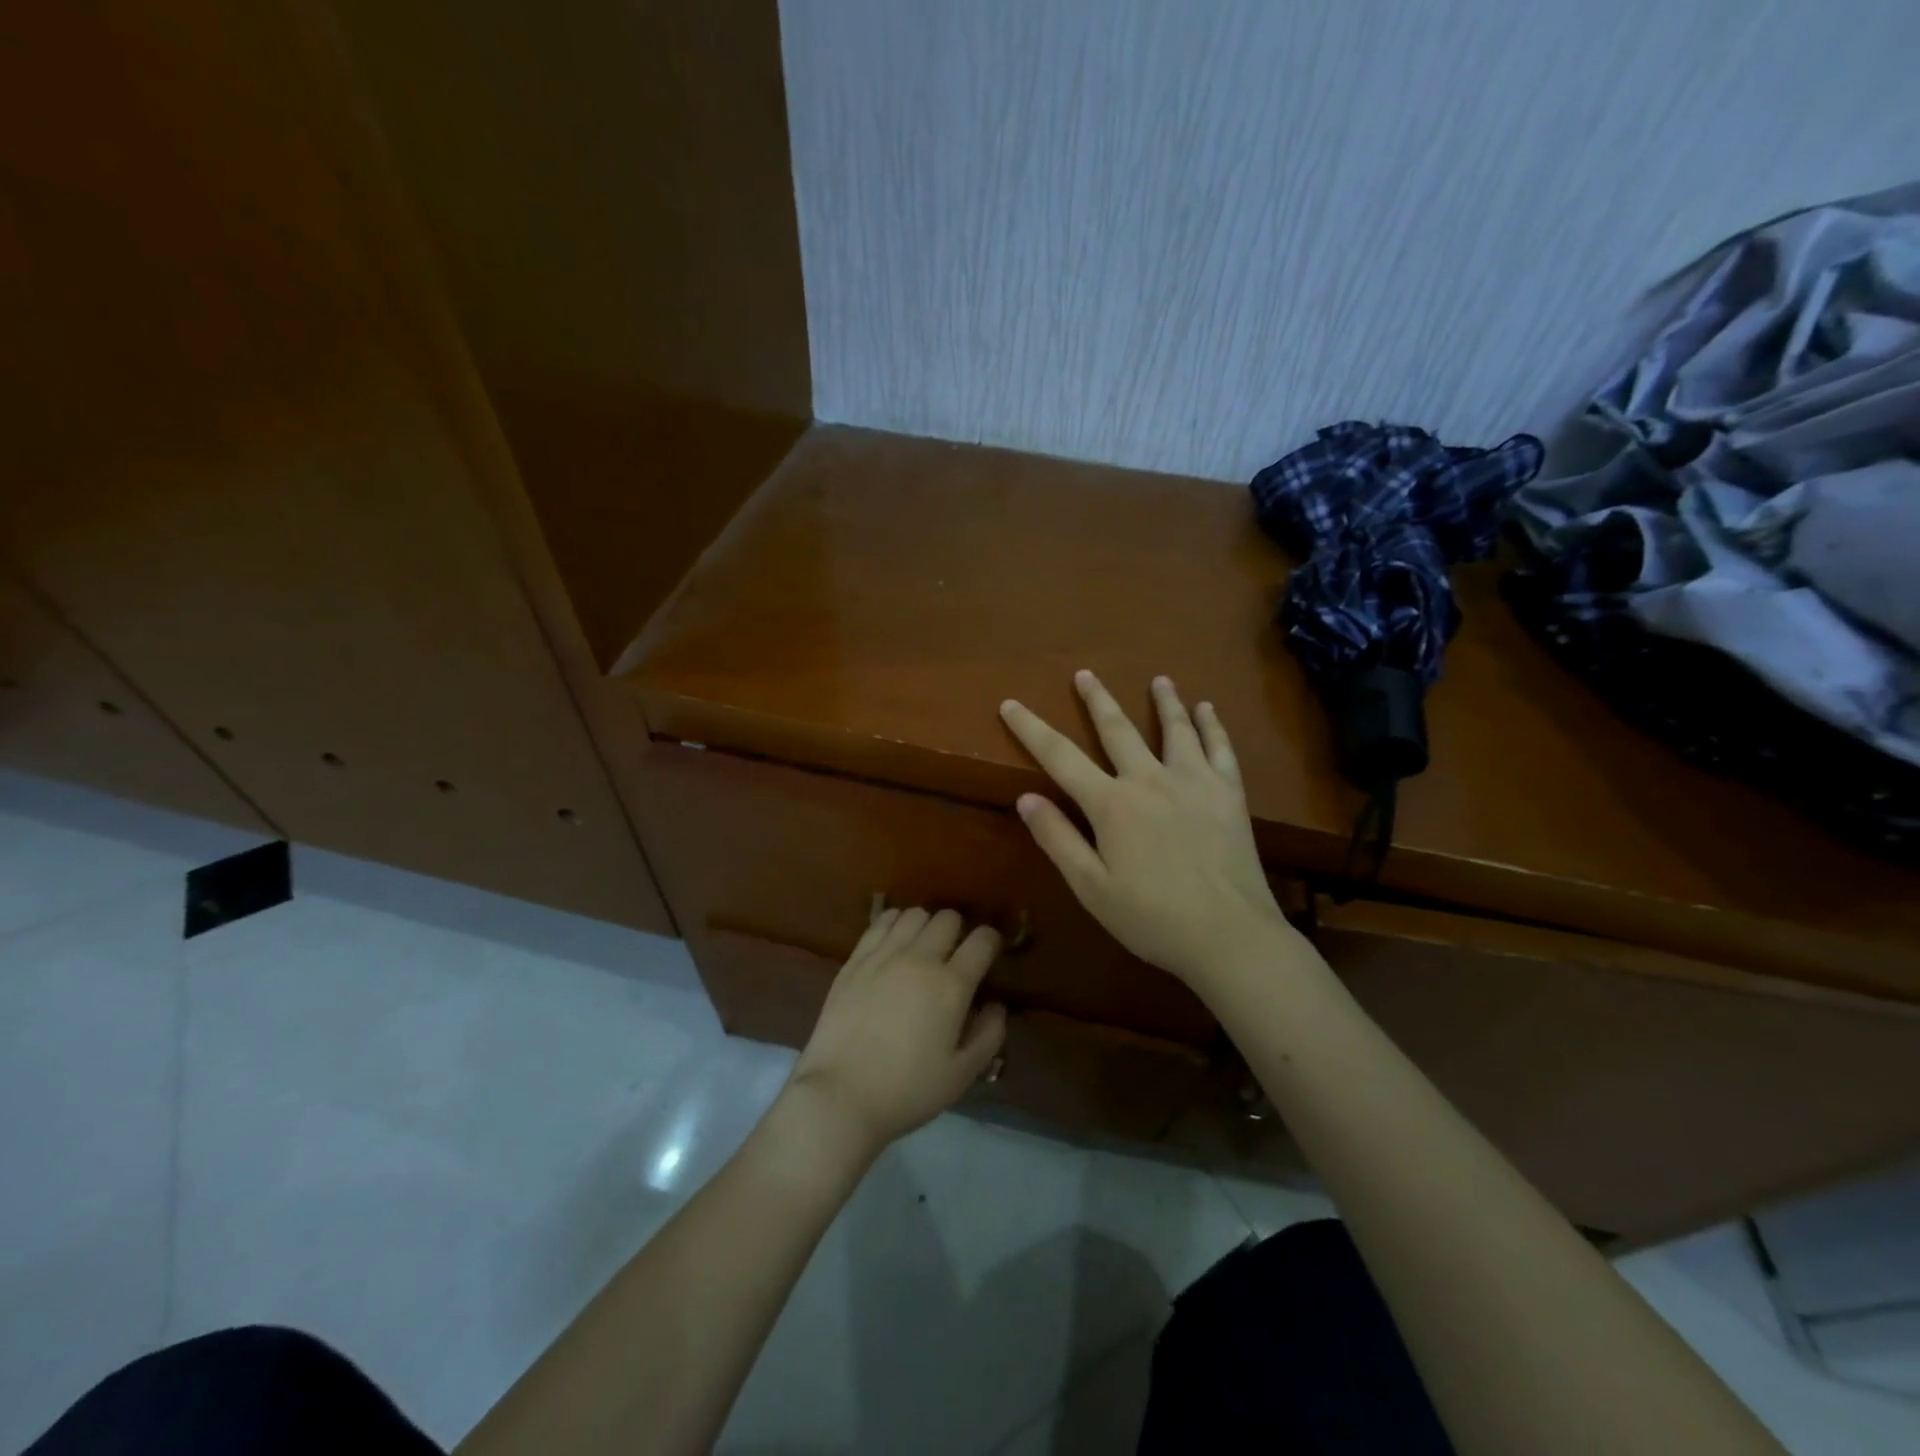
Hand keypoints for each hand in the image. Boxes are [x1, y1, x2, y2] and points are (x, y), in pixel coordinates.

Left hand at [788, 908, 1007, 1155]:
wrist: (840, 1095)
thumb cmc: (907, 1090)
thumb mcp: (961, 1074)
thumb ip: (988, 1035)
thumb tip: (996, 1005)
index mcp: (951, 985)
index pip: (982, 940)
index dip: (991, 941)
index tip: (989, 954)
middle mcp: (920, 958)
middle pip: (948, 918)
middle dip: (959, 931)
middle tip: (954, 955)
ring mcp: (883, 955)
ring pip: (914, 914)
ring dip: (926, 925)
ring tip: (922, 947)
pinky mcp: (855, 959)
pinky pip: (881, 922)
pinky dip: (894, 924)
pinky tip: (894, 943)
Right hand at [999, 671, 1301, 990]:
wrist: (1228, 935)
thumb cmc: (1151, 918)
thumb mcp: (1091, 887)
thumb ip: (1057, 839)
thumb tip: (1025, 797)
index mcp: (1111, 804)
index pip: (1059, 756)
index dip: (1030, 728)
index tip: (1010, 704)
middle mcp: (1149, 779)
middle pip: (1117, 728)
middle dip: (1097, 699)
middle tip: (1084, 674)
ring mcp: (1194, 781)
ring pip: (1174, 728)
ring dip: (1164, 700)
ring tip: (1159, 679)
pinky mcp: (1228, 793)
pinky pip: (1219, 748)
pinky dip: (1211, 725)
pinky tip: (1207, 709)